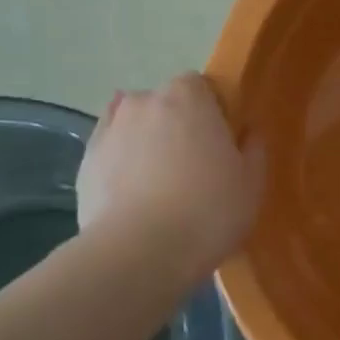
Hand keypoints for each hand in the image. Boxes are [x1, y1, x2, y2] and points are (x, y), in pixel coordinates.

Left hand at [77, 73, 263, 273]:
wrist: (139, 252)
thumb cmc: (208, 212)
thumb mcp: (251, 184)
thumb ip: (253, 149)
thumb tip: (248, 131)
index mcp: (188, 96)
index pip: (201, 87)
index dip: (212, 113)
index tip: (220, 144)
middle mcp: (144, 101)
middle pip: (165, 104)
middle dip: (177, 126)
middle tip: (192, 167)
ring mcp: (110, 128)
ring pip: (135, 126)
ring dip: (146, 143)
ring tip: (157, 185)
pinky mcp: (86, 160)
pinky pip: (111, 152)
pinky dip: (121, 163)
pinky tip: (132, 194)